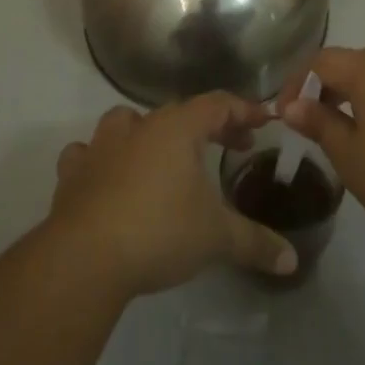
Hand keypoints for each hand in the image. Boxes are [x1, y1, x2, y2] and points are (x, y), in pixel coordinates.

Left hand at [45, 94, 297, 297]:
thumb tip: (292, 260)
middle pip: (178, 113)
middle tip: (229, 146)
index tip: (264, 121)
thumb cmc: (160, 231)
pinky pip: (87, 154)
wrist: (86, 257)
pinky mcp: (72, 174)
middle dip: (207, 126)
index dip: (243, 111)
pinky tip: (107, 176)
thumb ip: (255, 243)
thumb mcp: (217, 238)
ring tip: (161, 156)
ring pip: (126, 122)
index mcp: (177, 128)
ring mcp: (101, 147)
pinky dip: (100, 160)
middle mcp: (139, 126)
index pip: (218, 104)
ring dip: (146, 133)